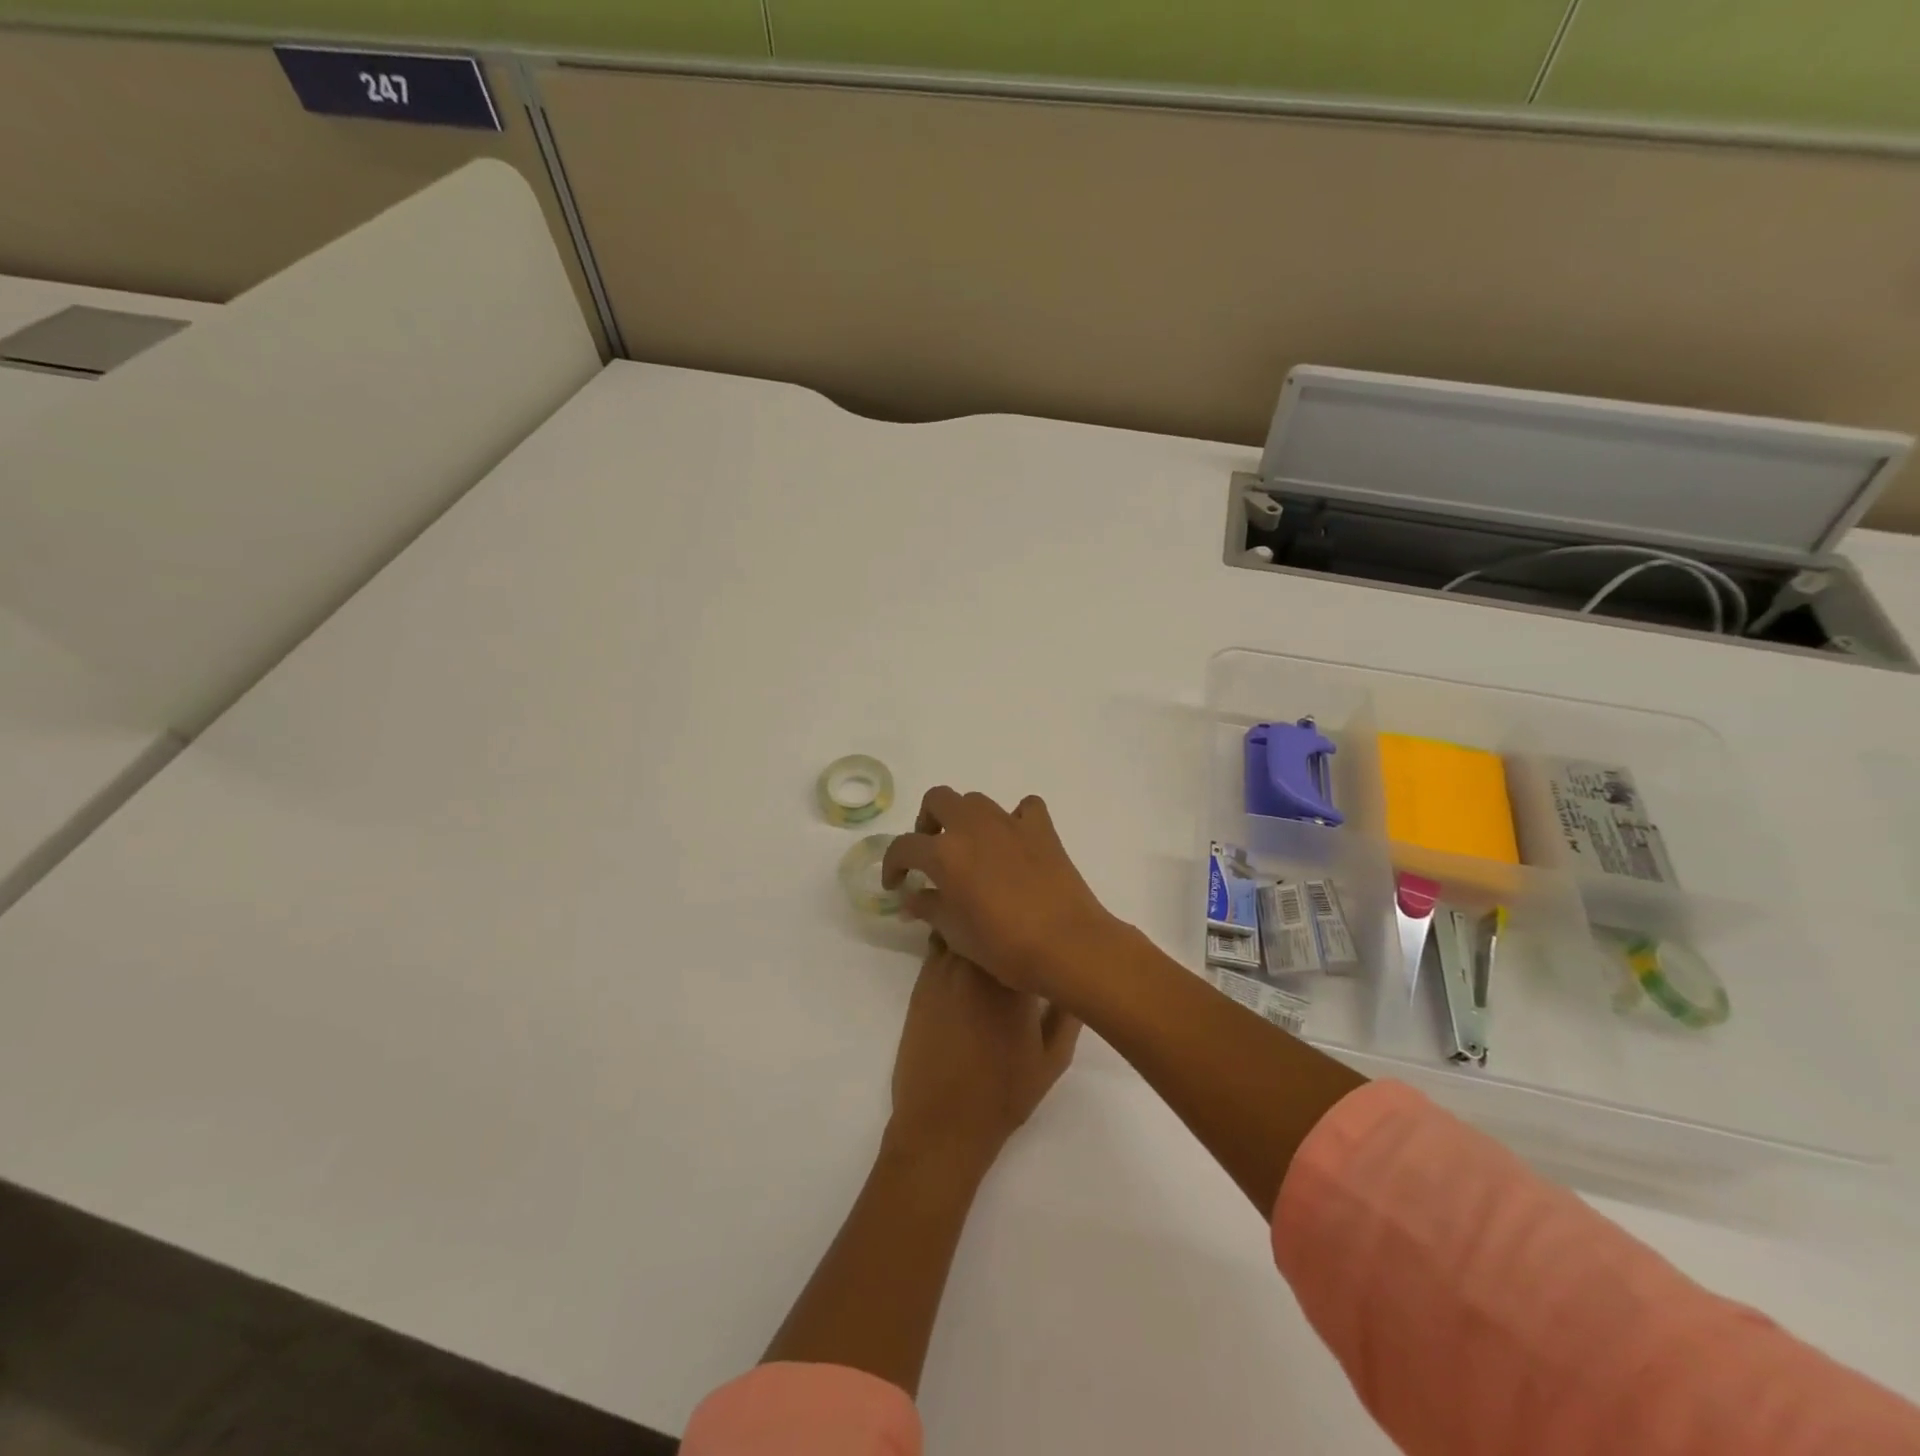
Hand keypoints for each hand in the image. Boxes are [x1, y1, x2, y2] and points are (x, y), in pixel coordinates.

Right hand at [881, 788, 1124, 1000]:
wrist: (1067, 945)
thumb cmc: (1004, 947)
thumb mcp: (955, 934)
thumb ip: (928, 908)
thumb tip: (912, 898)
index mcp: (945, 853)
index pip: (904, 846)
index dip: (892, 864)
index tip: (896, 883)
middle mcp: (973, 826)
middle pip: (938, 799)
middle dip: (927, 821)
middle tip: (930, 851)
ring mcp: (1010, 822)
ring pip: (976, 800)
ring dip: (965, 818)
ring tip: (970, 848)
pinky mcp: (1042, 828)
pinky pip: (1024, 808)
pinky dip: (1015, 818)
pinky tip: (1014, 841)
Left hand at [886, 939, 1080, 1173]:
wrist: (941, 1124)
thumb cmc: (1003, 1095)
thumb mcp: (1052, 1060)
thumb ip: (1068, 1014)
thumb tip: (1074, 979)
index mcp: (1012, 980)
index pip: (1026, 934)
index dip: (1037, 931)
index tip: (1047, 936)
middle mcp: (975, 965)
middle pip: (990, 923)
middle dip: (1004, 924)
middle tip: (1019, 933)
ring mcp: (942, 971)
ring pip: (961, 929)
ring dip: (976, 931)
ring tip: (992, 941)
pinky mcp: (920, 983)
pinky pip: (939, 948)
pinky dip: (954, 945)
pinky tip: (966, 962)